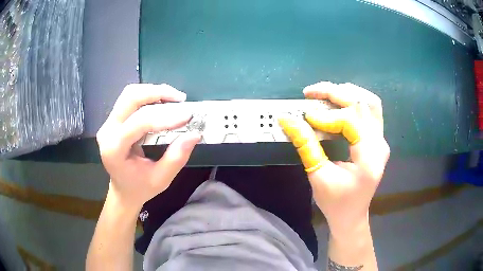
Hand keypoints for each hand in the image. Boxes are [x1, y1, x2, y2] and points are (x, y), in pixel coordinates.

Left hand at [96, 84, 200, 211]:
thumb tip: (194, 134)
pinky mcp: (114, 119)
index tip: (187, 116)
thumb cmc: (140, 188)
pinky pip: (130, 99)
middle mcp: (107, 131)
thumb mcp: (161, 179)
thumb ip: (176, 157)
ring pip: (130, 94)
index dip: (164, 117)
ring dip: (153, 91)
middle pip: (130, 98)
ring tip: (174, 99)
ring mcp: (108, 123)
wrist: (123, 190)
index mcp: (114, 150)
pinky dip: (149, 96)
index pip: (138, 123)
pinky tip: (163, 102)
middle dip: (157, 93)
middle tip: (180, 99)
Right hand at [279, 82, 389, 234]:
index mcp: (369, 158)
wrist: (352, 216)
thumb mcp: (318, 176)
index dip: (326, 117)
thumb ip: (305, 145)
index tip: (306, 118)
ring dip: (347, 93)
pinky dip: (354, 101)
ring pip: (370, 103)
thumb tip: (287, 119)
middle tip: (311, 92)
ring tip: (325, 93)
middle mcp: (380, 144)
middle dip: (335, 93)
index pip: (351, 122)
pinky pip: (370, 111)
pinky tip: (338, 102)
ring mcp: (381, 140)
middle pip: (363, 104)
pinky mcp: (378, 140)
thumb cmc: (335, 202)